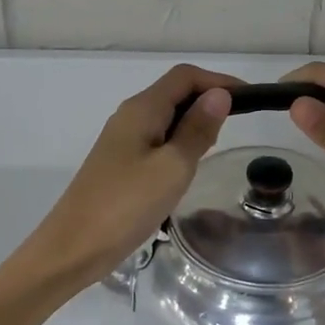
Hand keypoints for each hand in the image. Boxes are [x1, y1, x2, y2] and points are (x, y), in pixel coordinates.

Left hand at [25, 64, 238, 286]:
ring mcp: (122, 141)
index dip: (219, 81)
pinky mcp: (120, 164)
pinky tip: (189, 166)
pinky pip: (157, 140)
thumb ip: (197, 130)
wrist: (73, 248)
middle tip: (236, 127)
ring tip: (216, 147)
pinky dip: (179, 143)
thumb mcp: (173, 167)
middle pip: (175, 93)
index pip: (185, 77)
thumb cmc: (126, 205)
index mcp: (142, 110)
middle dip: (208, 100)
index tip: (251, 100)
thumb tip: (220, 94)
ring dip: (194, 123)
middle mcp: (130, 116)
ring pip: (167, 118)